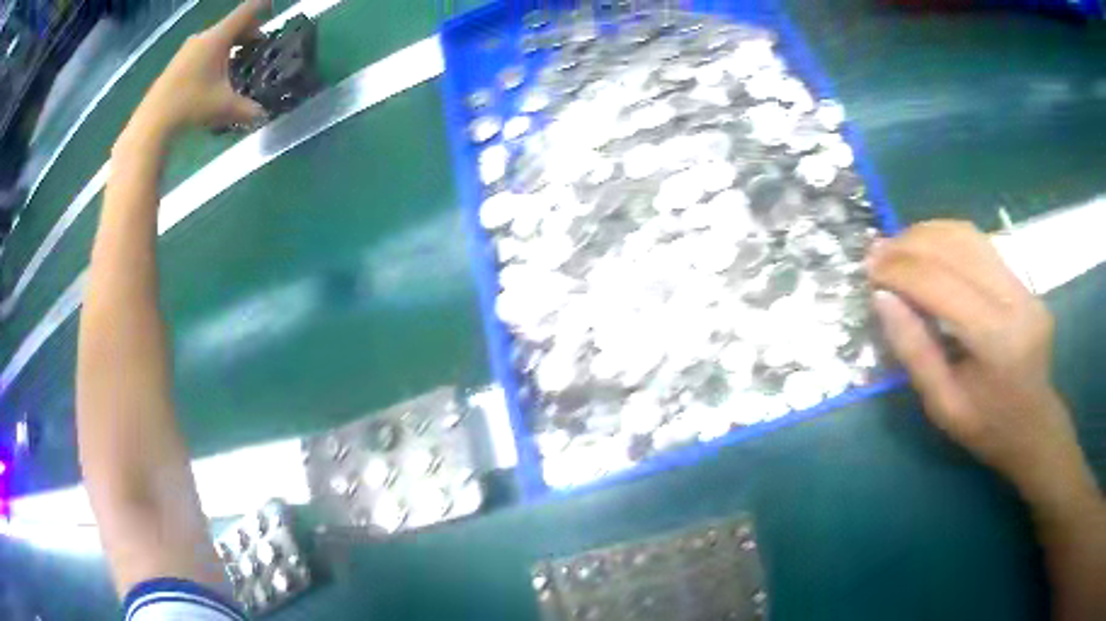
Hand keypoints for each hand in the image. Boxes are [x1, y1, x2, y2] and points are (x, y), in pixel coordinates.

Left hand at [131, 0, 269, 136]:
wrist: (152, 123)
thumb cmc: (190, 106)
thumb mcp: (224, 108)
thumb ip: (248, 109)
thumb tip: (263, 115)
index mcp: (218, 37)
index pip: (247, 10)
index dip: (262, 6)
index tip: (272, 8)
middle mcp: (203, 37)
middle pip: (232, 25)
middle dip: (247, 33)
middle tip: (258, 46)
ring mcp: (187, 49)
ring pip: (216, 38)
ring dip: (229, 46)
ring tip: (237, 62)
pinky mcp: (176, 63)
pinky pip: (202, 50)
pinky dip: (214, 55)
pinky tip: (215, 75)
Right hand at [867, 220, 1091, 505]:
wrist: (1035, 428)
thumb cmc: (987, 430)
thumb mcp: (943, 406)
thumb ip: (915, 352)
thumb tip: (883, 299)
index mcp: (998, 340)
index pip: (943, 284)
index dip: (902, 271)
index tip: (869, 270)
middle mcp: (1016, 300)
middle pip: (957, 248)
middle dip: (910, 245)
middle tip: (876, 254)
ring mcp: (1024, 285)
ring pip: (969, 236)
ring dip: (927, 234)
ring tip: (897, 247)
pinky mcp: (1024, 280)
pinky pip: (981, 245)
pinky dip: (947, 239)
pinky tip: (928, 249)